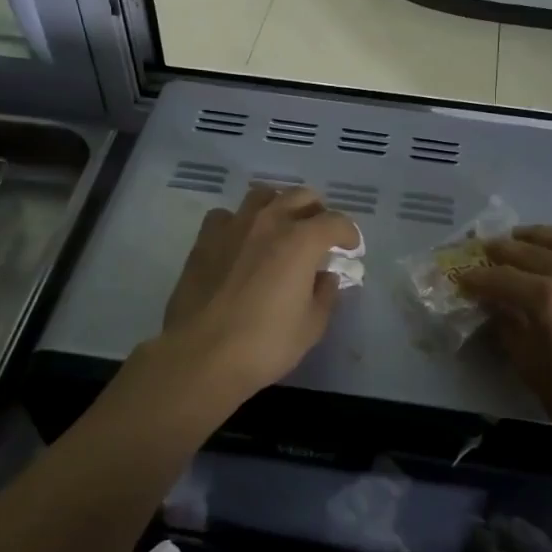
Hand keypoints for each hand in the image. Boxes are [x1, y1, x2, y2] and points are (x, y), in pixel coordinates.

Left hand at [151, 185, 359, 411]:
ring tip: (282, 230)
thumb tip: (326, 277)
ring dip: (280, 207)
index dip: (349, 234)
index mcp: (301, 241)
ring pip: (264, 196)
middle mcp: (269, 222)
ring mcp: (234, 226)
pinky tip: (242, 242)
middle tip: (320, 236)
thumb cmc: (265, 344)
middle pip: (302, 196)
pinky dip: (240, 222)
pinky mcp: (205, 239)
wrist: (201, 355)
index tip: (350, 250)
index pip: (336, 222)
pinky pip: (228, 215)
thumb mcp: (311, 326)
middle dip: (318, 213)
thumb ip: (325, 294)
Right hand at [461, 226, 551, 458]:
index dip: (477, 278)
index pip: (501, 279)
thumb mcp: (532, 371)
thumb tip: (497, 308)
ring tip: (524, 235)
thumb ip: (511, 331)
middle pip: (532, 253)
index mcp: (547, 300)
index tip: (461, 278)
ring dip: (542, 234)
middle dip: (503, 251)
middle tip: (485, 250)